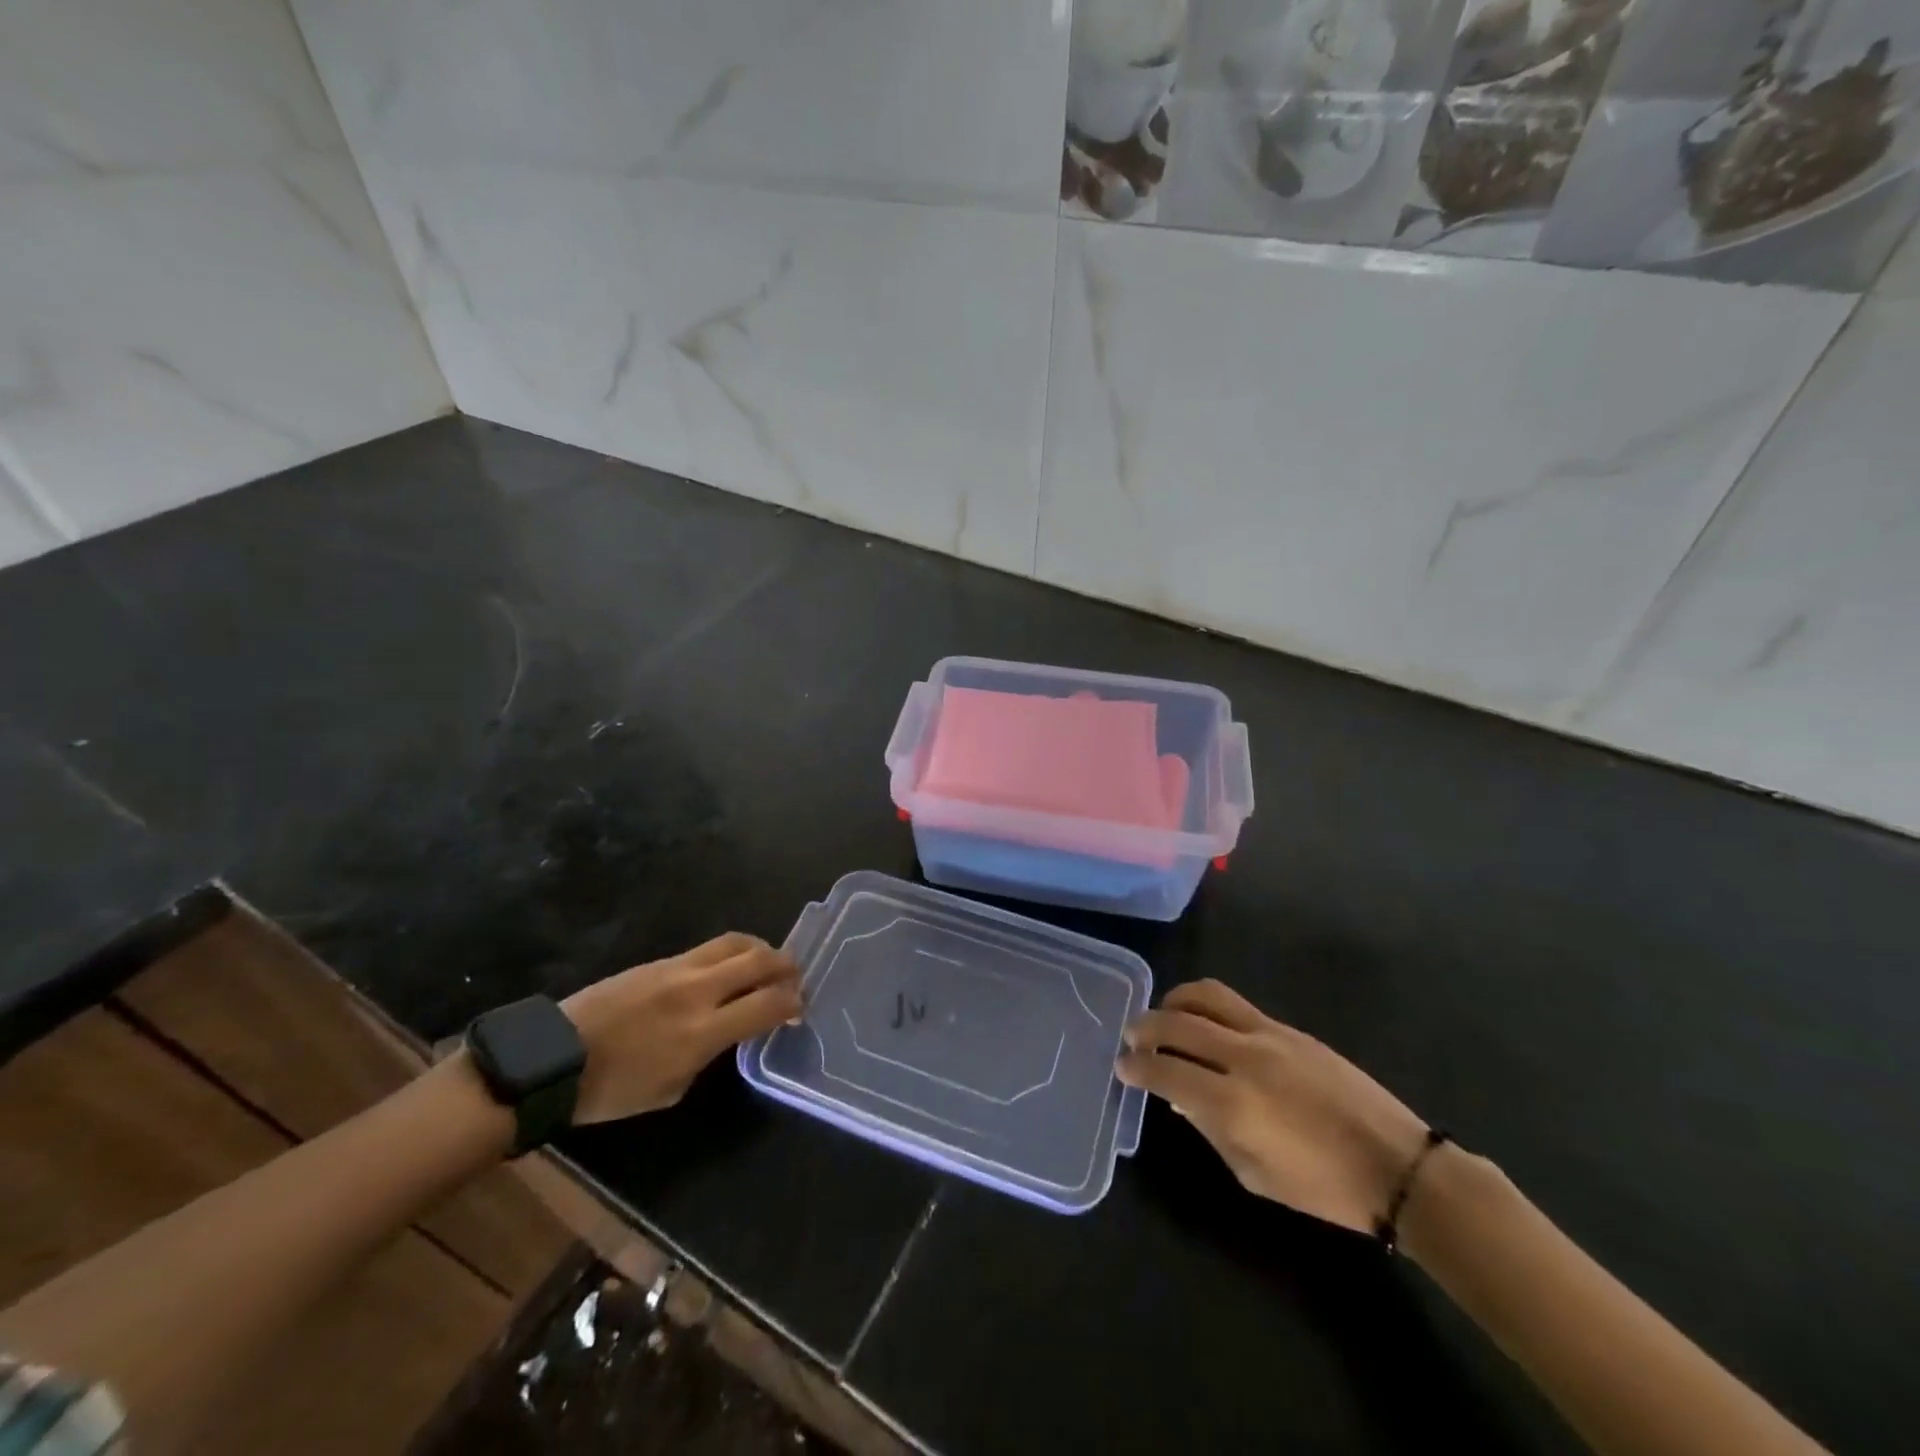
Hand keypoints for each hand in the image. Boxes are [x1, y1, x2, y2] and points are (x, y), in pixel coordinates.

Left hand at [561, 933, 801, 1123]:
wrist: (556, 1058)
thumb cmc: (613, 1089)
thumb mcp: (671, 1088)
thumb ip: (708, 1055)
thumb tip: (727, 1031)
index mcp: (702, 1032)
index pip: (766, 1004)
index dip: (791, 1003)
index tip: (798, 1008)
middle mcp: (698, 991)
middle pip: (759, 961)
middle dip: (786, 966)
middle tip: (795, 976)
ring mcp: (678, 969)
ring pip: (735, 943)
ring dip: (761, 949)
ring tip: (768, 961)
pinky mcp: (661, 960)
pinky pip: (709, 948)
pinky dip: (732, 952)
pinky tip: (731, 965)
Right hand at [1116, 980, 1428, 1233]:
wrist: (1396, 1164)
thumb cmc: (1323, 1187)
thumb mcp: (1254, 1174)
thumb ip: (1210, 1130)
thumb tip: (1180, 1099)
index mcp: (1232, 1104)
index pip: (1165, 1072)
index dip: (1136, 1068)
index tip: (1122, 1067)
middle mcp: (1243, 1058)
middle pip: (1176, 1024)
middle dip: (1144, 1028)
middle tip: (1131, 1037)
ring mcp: (1268, 1035)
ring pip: (1205, 996)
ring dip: (1173, 1002)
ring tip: (1164, 1017)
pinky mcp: (1288, 1028)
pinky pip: (1234, 1004)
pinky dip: (1206, 1007)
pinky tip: (1204, 1025)